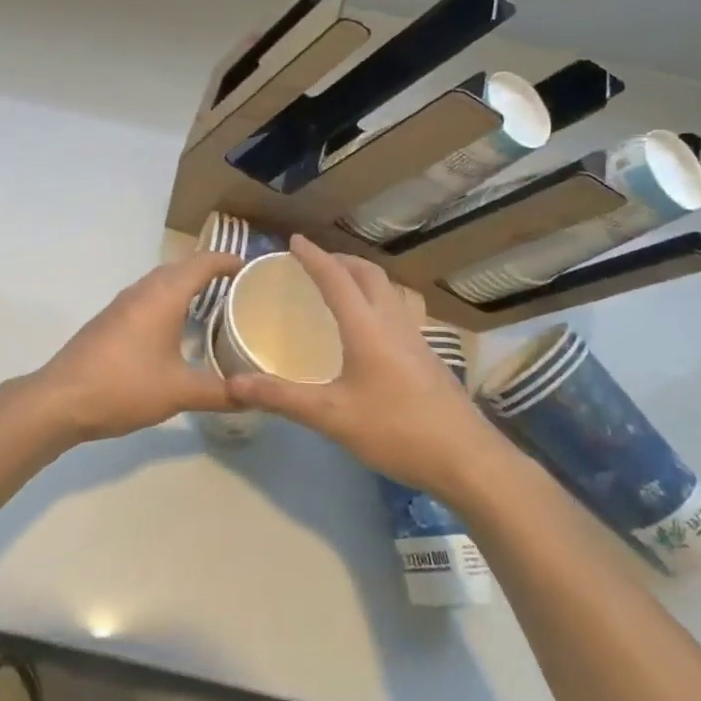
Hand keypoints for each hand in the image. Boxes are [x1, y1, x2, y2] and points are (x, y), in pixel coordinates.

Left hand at [31, 251, 243, 441]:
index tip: (256, 270)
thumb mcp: (180, 391)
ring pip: (163, 283)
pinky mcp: (111, 320)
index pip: (204, 262)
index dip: (231, 261)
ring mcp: (123, 304)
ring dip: (189, 287)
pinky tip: (180, 331)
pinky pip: (149, 299)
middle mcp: (143, 290)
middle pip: (183, 268)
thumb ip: (221, 392)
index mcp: (164, 295)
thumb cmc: (124, 386)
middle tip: (244, 291)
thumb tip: (256, 396)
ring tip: (218, 308)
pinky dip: (171, 303)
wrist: (61, 399)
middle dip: (213, 273)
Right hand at [223, 235, 504, 495]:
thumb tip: (233, 384)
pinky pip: (396, 310)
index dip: (314, 257)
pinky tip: (367, 330)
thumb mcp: (332, 417)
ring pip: (387, 291)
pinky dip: (375, 301)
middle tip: (315, 262)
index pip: (336, 279)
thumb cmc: (397, 431)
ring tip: (339, 287)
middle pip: (369, 274)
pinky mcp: (428, 357)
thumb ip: (282, 398)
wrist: (468, 459)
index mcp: (367, 328)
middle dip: (341, 260)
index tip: (294, 240)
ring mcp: (416, 338)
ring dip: (361, 278)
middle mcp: (393, 323)